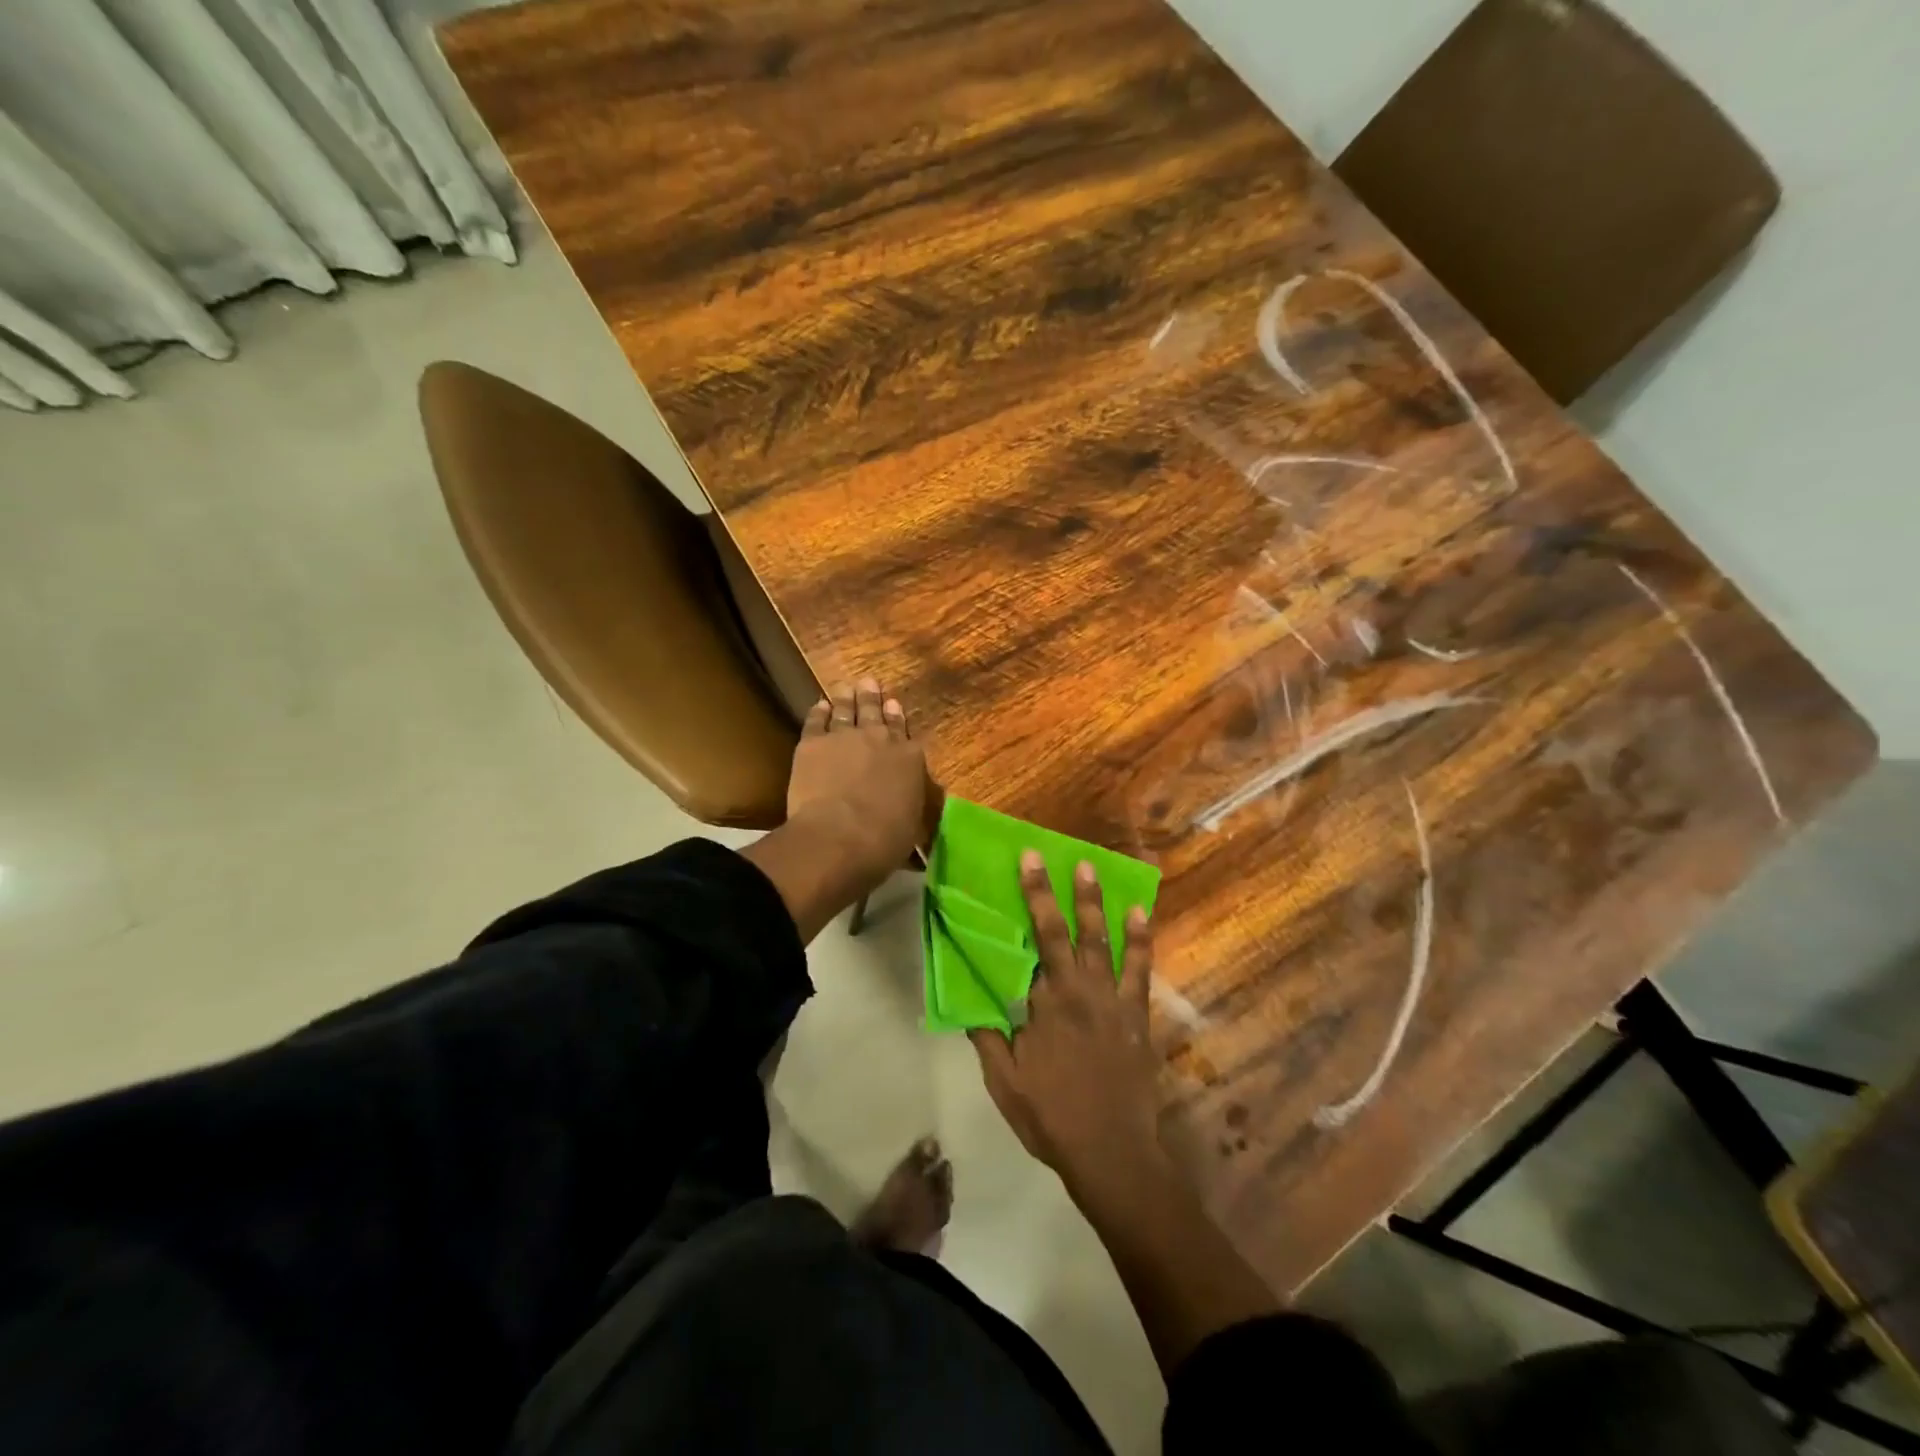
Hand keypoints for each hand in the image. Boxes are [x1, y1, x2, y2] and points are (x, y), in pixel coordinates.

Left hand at [786, 679, 931, 890]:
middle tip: (868, 682)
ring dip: (846, 697)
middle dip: (872, 697)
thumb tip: (908, 807)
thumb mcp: (912, 826)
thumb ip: (909, 805)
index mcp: (909, 759)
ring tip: (846, 686)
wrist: (839, 837)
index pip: (904, 731)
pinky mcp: (812, 744)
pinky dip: (818, 711)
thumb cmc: (884, 841)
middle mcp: (880, 739)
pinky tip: (819, 705)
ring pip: (845, 710)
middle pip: (875, 712)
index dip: (897, 718)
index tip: (893, 704)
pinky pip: (815, 720)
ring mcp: (844, 737)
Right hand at [971, 852, 1161, 1195]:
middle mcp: (1082, 990)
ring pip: (1107, 941)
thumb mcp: (1005, 1081)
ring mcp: (1115, 1001)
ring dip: (1100, 904)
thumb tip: (969, 1001)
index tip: (1028, 861)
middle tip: (1059, 856)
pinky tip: (1141, 916)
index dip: (1032, 896)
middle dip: (1061, 890)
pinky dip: (1141, 941)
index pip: (1036, 938)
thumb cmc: (1052, 1116)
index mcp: (1047, 1002)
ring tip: (1095, 870)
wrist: (1112, 1152)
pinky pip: (1141, 970)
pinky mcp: (1138, 1016)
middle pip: (1069, 930)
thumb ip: (988, 1037)